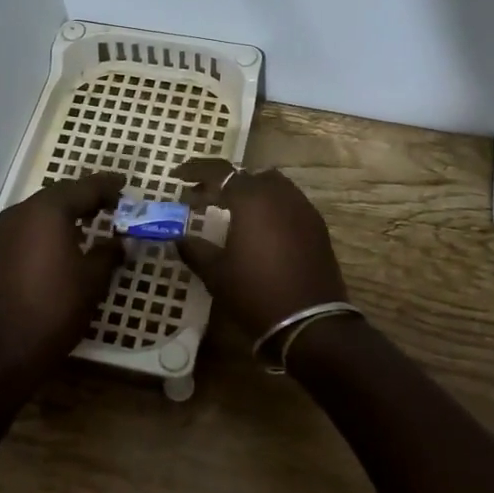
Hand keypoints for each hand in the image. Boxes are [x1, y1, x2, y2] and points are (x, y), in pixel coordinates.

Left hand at [0, 172, 125, 370]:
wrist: (9, 348)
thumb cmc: (58, 307)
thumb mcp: (94, 278)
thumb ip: (110, 252)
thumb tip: (120, 242)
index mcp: (47, 211)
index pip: (83, 188)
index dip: (107, 186)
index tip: (125, 185)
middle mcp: (22, 212)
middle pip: (60, 194)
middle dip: (87, 195)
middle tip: (113, 202)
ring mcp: (5, 230)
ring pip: (43, 208)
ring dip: (68, 209)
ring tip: (94, 217)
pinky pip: (30, 224)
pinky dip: (51, 224)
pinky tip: (67, 236)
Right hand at [172, 158, 348, 334]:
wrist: (309, 322)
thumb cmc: (255, 293)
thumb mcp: (216, 273)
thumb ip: (195, 249)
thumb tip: (178, 237)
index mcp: (252, 199)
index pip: (219, 171)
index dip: (195, 170)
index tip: (177, 177)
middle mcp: (280, 194)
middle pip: (247, 175)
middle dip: (222, 182)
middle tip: (200, 198)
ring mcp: (303, 208)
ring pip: (271, 185)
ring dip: (248, 192)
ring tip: (228, 212)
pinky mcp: (316, 226)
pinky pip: (288, 202)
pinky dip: (268, 205)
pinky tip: (257, 229)